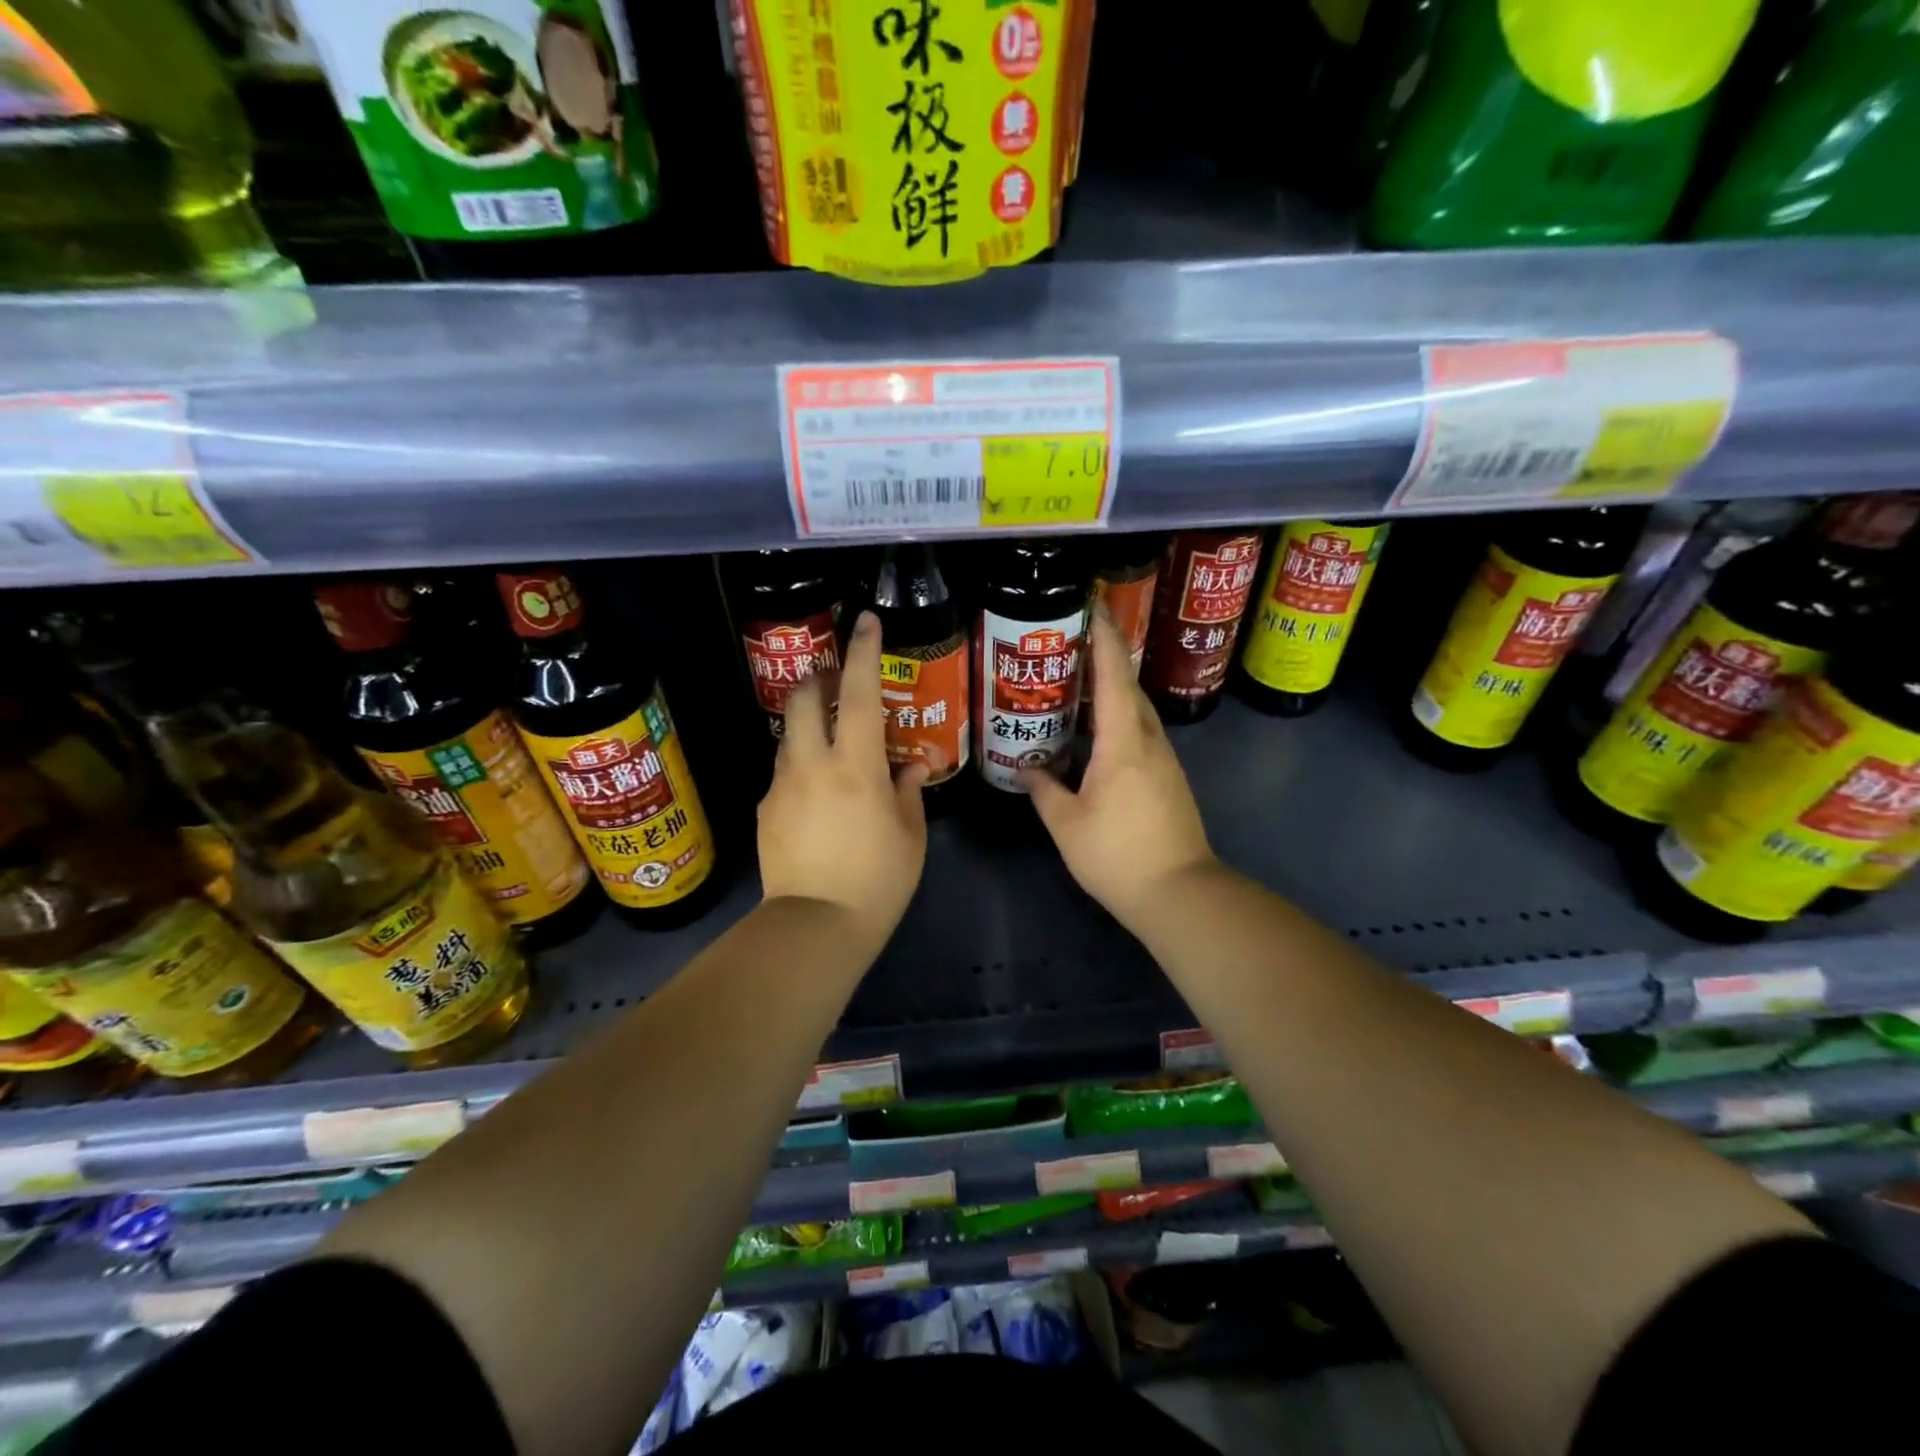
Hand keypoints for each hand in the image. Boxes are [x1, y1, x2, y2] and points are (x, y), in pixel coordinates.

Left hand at [758, 611, 928, 953]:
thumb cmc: (878, 881)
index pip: (858, 693)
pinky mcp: (765, 809)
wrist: (815, 928)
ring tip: (834, 746)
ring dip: (810, 724)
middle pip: (802, 697)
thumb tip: (910, 767)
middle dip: (819, 677)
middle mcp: (811, 764)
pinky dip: (802, 766)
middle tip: (839, 683)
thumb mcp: (910, 835)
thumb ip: (908, 791)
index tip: (866, 622)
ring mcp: (781, 785)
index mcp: (855, 766)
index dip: (863, 652)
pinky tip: (820, 796)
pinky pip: (784, 772)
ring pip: (790, 734)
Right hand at [1021, 608, 1215, 932]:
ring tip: (1073, 687)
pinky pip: (1139, 733)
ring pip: (1136, 711)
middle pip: (1128, 687)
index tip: (1090, 606)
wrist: (1180, 894)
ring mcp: (1164, 759)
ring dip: (1109, 692)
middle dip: (1102, 660)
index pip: (1114, 676)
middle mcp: (1149, 740)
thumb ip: (1045, 790)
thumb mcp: (1066, 824)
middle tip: (1066, 647)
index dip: (1103, 638)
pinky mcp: (1168, 778)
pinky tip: (1092, 735)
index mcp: (1124, 742)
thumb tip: (1029, 770)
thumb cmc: (1118, 856)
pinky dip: (1116, 720)